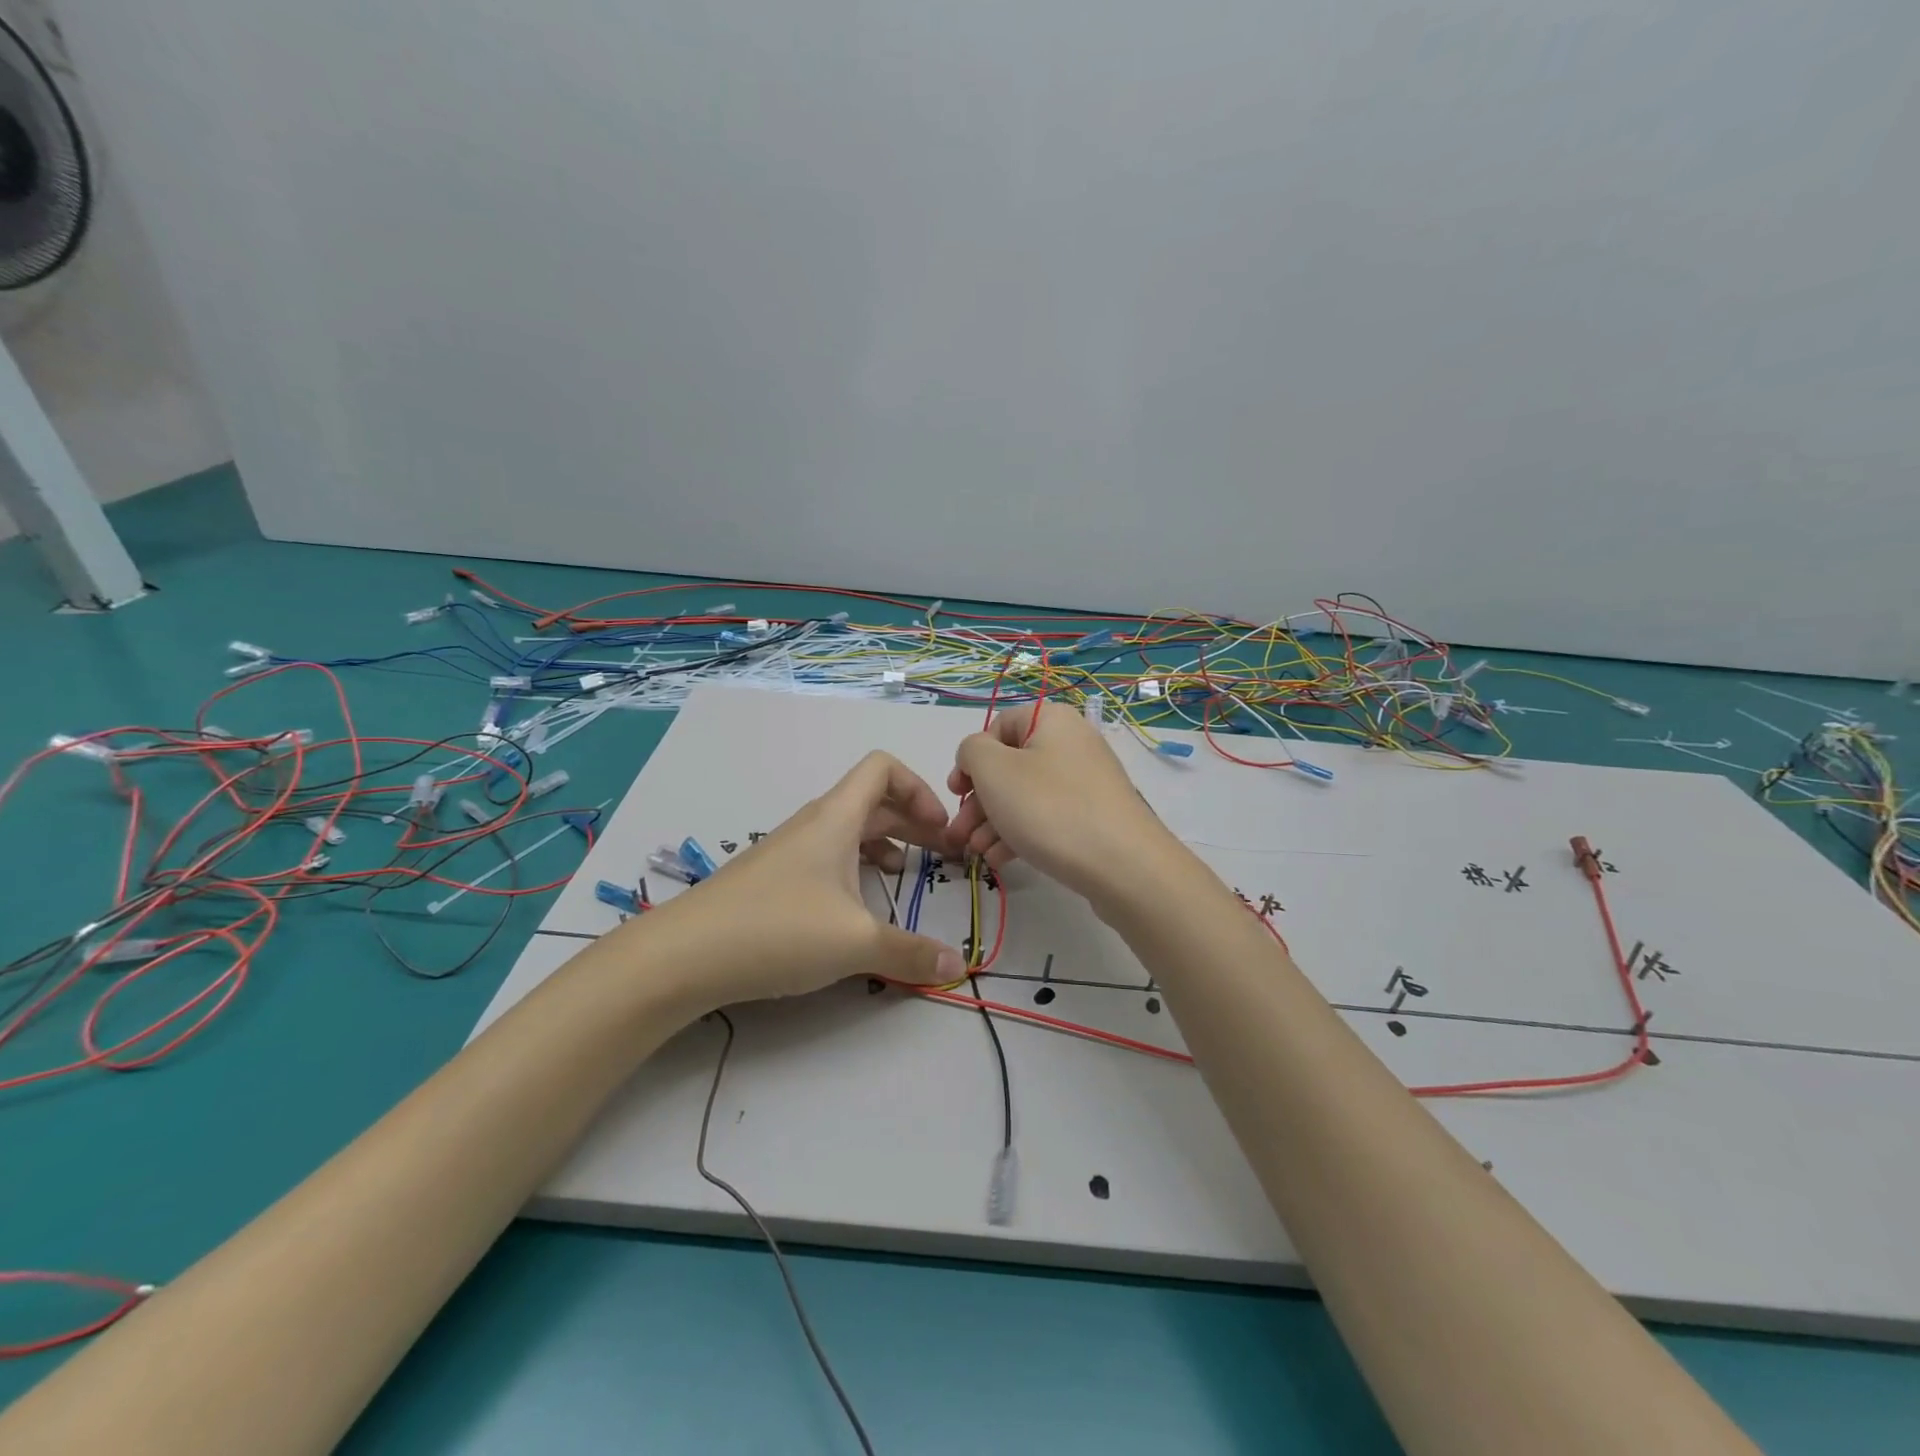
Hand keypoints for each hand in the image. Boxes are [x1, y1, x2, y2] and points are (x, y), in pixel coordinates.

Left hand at [641, 751, 966, 1011]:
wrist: (683, 955)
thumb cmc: (778, 929)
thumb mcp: (855, 943)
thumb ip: (911, 953)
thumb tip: (957, 965)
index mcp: (836, 818)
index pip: (882, 768)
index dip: (919, 788)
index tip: (940, 828)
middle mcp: (814, 824)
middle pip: (873, 802)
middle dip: (914, 822)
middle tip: (944, 855)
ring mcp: (790, 850)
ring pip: (849, 830)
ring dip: (885, 844)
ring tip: (906, 875)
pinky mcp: (773, 879)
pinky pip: (827, 856)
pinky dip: (855, 867)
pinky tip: (858, 904)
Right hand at [946, 701, 1182, 908]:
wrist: (1123, 865)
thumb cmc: (1049, 808)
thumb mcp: (994, 770)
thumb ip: (971, 751)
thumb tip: (977, 757)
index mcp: (1050, 720)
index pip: (997, 727)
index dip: (971, 759)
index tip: (957, 793)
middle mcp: (1071, 743)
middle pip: (1010, 766)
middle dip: (978, 802)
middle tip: (959, 834)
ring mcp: (1085, 782)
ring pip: (1026, 796)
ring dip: (994, 823)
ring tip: (977, 854)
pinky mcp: (1094, 816)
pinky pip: (1047, 817)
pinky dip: (1021, 834)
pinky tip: (1002, 861)